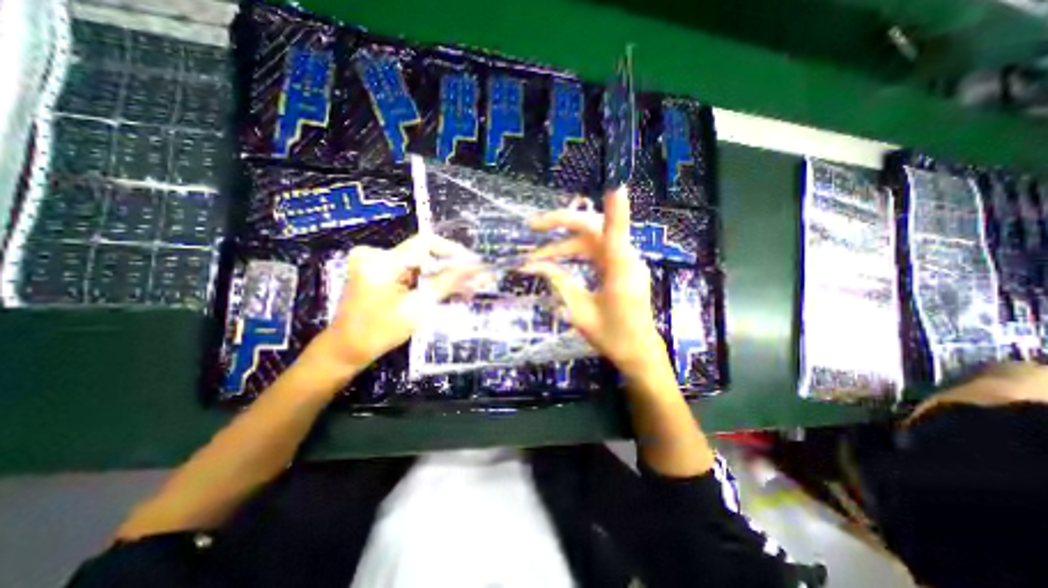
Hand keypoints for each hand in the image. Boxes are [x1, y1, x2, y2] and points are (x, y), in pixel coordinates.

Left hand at [308, 232, 478, 374]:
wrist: (346, 349)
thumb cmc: (379, 332)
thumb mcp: (417, 308)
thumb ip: (446, 284)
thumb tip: (475, 268)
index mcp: (382, 262)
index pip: (425, 242)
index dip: (452, 251)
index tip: (473, 264)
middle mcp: (377, 256)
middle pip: (424, 255)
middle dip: (451, 270)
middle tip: (474, 283)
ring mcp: (376, 264)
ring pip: (420, 265)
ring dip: (443, 278)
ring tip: (466, 291)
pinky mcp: (379, 273)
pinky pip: (411, 273)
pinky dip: (428, 282)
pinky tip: (446, 292)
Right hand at [522, 187, 661, 372]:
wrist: (637, 351)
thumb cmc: (611, 336)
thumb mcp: (579, 311)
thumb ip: (559, 284)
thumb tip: (534, 266)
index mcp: (619, 271)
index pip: (614, 231)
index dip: (614, 207)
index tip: (614, 185)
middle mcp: (625, 259)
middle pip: (592, 229)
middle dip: (561, 224)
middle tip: (532, 226)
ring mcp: (624, 262)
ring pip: (590, 240)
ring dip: (563, 245)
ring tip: (536, 257)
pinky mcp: (620, 267)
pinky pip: (595, 251)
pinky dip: (575, 252)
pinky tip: (557, 259)